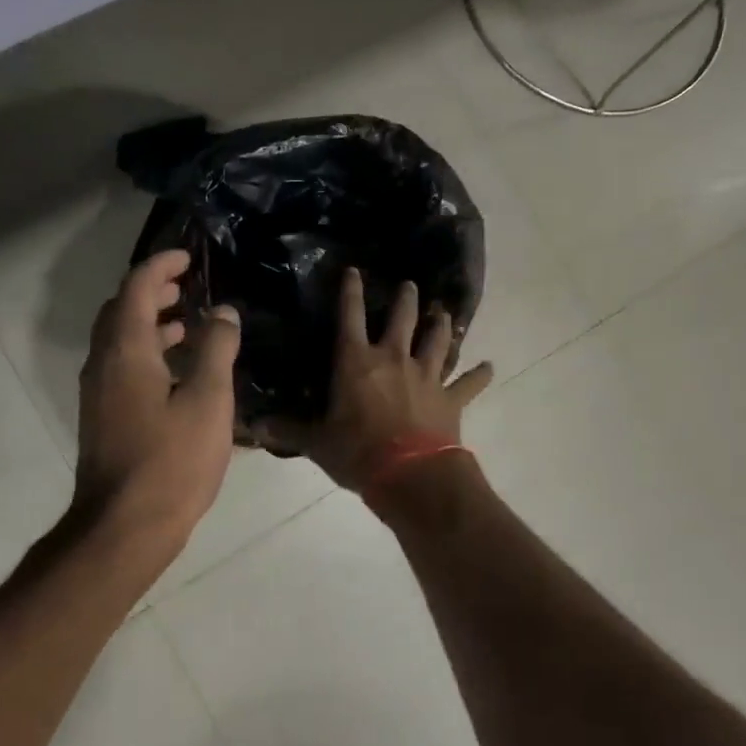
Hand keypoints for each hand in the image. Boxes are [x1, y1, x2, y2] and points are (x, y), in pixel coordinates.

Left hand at [73, 249, 241, 546]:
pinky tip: (178, 373)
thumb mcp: (208, 401)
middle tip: (188, 286)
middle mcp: (103, 363)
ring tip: (190, 323)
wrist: (124, 527)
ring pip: (120, 341)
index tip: (188, 258)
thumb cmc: (171, 461)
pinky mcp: (103, 417)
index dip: (161, 265)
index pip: (136, 287)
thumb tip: (222, 312)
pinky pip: (122, 367)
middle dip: (153, 291)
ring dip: (151, 323)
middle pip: (121, 310)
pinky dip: (147, 353)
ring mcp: (98, 393)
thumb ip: (216, 349)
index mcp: (125, 350)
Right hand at [266, 268, 491, 490]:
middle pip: (402, 320)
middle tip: (410, 285)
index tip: (353, 271)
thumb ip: (289, 429)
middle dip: (406, 300)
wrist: (410, 475)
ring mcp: (426, 377)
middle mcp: (393, 359)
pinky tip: (490, 367)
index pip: (350, 317)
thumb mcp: (316, 442)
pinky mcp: (451, 399)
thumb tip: (255, 426)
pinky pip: (468, 383)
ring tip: (444, 313)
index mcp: (357, 362)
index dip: (350, 292)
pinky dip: (479, 375)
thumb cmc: (357, 452)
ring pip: (437, 342)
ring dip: (441, 326)